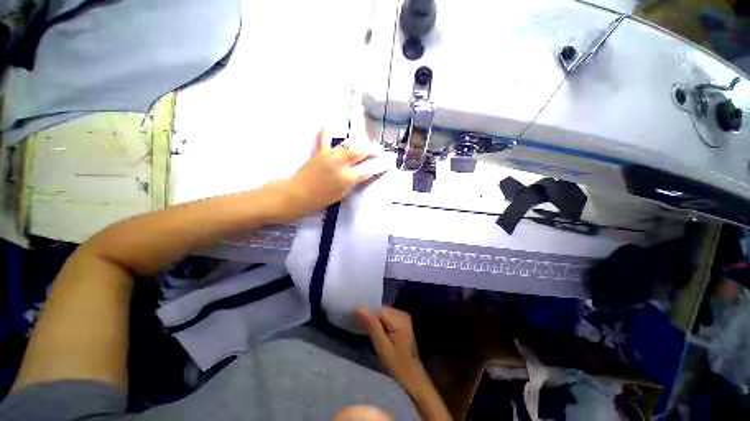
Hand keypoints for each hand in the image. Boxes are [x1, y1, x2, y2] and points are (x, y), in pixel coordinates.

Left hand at [273, 128, 383, 221]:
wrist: (298, 195)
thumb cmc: (321, 199)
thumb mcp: (342, 194)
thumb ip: (353, 181)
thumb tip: (361, 172)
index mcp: (348, 178)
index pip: (369, 169)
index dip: (380, 166)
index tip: (387, 163)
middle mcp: (341, 163)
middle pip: (361, 151)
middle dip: (373, 150)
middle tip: (378, 150)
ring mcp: (330, 155)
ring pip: (349, 143)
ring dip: (359, 142)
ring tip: (365, 142)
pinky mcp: (319, 151)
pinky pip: (324, 137)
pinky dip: (328, 129)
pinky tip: (331, 122)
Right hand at [358, 306, 452, 420]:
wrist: (412, 377)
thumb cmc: (397, 365)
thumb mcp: (382, 347)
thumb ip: (372, 325)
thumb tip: (360, 307)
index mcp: (399, 318)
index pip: (378, 309)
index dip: (366, 312)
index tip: (355, 318)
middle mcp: (402, 313)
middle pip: (381, 310)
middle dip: (370, 316)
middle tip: (358, 325)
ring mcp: (402, 317)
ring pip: (382, 313)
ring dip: (374, 320)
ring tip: (364, 328)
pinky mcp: (401, 322)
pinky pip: (386, 317)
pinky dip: (379, 323)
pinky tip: (374, 331)